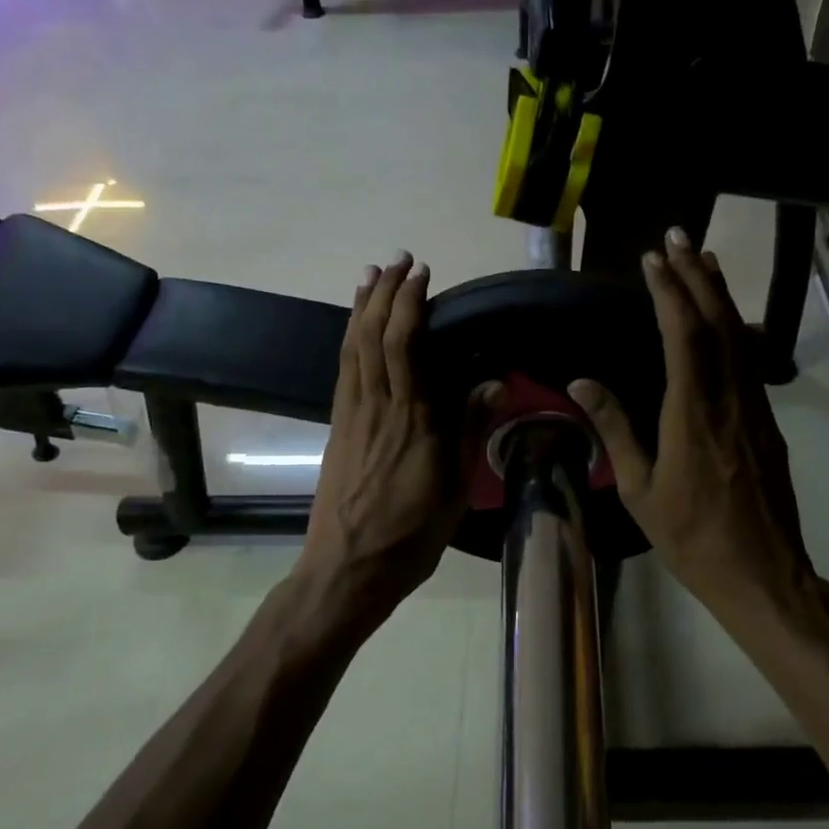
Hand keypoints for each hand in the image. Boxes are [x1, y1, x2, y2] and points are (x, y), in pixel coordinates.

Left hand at [294, 253, 495, 629]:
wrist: (348, 568)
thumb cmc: (410, 535)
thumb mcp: (454, 489)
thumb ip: (468, 431)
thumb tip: (492, 383)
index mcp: (412, 420)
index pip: (405, 345)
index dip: (409, 303)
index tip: (421, 274)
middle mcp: (376, 407)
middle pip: (373, 335)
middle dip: (383, 292)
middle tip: (396, 261)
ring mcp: (350, 416)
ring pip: (352, 348)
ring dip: (360, 308)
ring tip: (370, 277)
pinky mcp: (336, 428)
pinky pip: (342, 370)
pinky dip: (349, 339)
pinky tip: (355, 330)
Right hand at [569, 229, 828, 636]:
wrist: (762, 571)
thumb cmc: (691, 536)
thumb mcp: (639, 489)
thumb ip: (615, 429)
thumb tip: (581, 383)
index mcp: (692, 413)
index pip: (682, 335)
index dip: (668, 292)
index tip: (651, 259)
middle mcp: (729, 398)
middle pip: (717, 322)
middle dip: (696, 275)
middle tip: (678, 237)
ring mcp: (754, 408)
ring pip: (739, 336)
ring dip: (719, 294)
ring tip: (702, 259)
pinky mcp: (766, 421)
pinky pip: (748, 359)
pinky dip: (734, 326)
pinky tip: (725, 318)